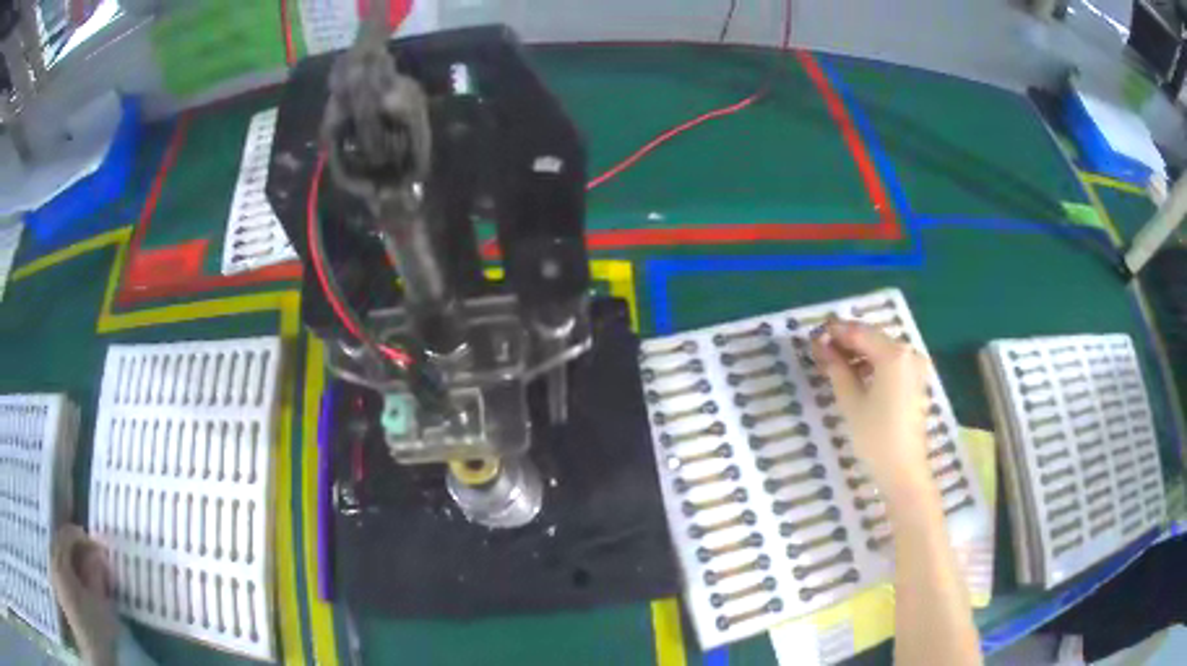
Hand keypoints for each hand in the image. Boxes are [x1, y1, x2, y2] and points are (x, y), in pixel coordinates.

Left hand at [51, 525, 118, 665]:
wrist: (92, 654)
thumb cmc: (95, 629)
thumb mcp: (99, 604)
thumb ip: (96, 575)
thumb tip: (98, 554)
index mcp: (60, 562)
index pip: (67, 535)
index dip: (84, 538)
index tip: (100, 548)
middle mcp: (53, 562)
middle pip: (62, 544)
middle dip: (78, 549)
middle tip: (96, 559)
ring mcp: (55, 575)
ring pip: (61, 557)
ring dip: (74, 560)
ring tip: (90, 572)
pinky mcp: (59, 588)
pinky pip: (61, 568)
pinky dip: (71, 570)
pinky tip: (82, 583)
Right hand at [811, 319, 934, 504]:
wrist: (903, 470)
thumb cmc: (875, 436)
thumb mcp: (850, 401)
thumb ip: (836, 368)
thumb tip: (822, 346)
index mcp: (893, 354)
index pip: (859, 332)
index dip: (835, 332)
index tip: (813, 335)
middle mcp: (909, 353)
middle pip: (873, 337)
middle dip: (847, 342)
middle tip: (821, 351)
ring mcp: (916, 367)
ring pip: (882, 349)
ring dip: (859, 353)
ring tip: (835, 366)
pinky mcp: (917, 381)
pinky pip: (892, 363)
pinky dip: (873, 364)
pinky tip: (856, 376)